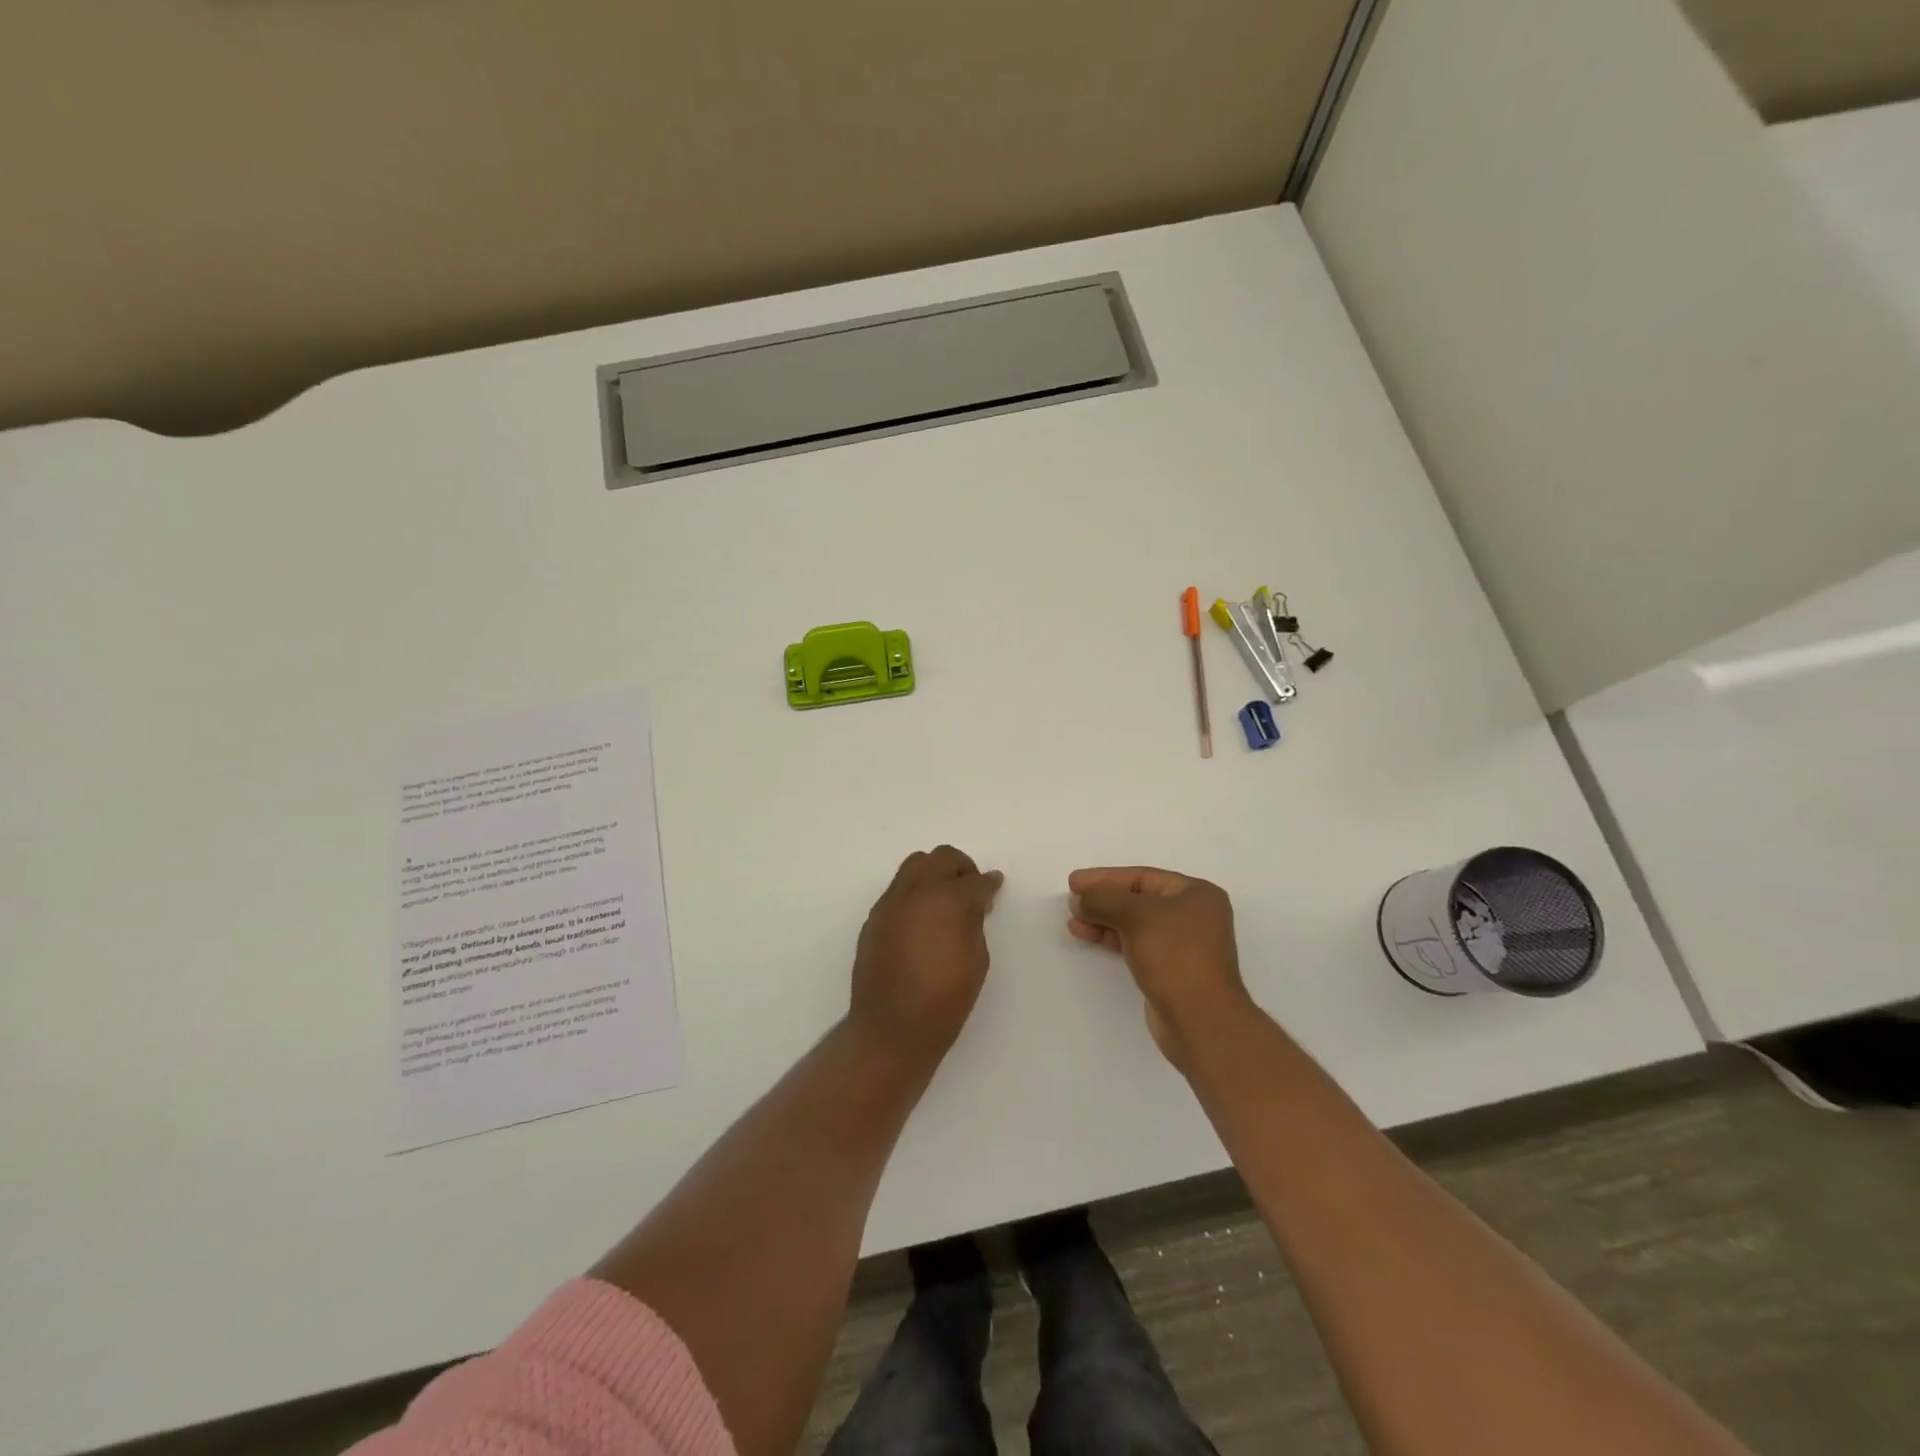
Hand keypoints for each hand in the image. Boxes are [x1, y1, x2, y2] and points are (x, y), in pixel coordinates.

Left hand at [850, 845, 1003, 1061]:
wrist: (891, 1028)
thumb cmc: (944, 1001)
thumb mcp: (976, 962)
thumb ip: (974, 924)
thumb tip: (973, 905)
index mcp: (948, 901)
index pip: (975, 881)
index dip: (989, 883)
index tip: (995, 885)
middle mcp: (917, 892)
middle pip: (941, 858)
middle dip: (961, 868)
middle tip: (971, 888)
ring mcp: (891, 902)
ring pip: (914, 866)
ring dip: (934, 873)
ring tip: (944, 899)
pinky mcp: (874, 917)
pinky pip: (898, 890)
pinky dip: (914, 893)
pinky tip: (922, 919)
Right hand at [1068, 866, 1252, 1068]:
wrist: (1200, 1020)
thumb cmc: (1174, 956)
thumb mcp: (1136, 916)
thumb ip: (1103, 899)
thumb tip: (1080, 898)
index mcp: (1197, 894)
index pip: (1143, 877)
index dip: (1106, 878)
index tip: (1074, 882)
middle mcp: (1194, 915)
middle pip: (1139, 899)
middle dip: (1103, 900)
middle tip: (1072, 903)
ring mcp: (1184, 944)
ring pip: (1136, 923)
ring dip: (1104, 920)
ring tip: (1074, 922)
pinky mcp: (1172, 969)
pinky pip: (1137, 943)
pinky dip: (1113, 938)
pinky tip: (1090, 937)